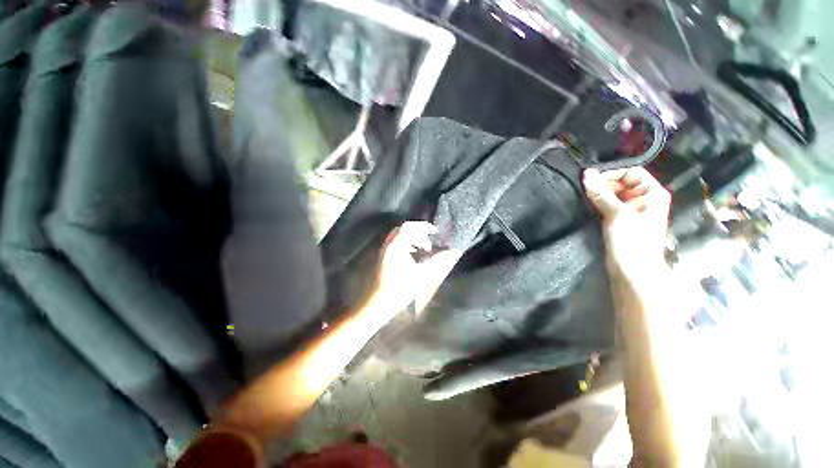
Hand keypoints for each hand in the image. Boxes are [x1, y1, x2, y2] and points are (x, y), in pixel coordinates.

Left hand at [372, 221, 461, 316]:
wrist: (380, 303)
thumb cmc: (401, 288)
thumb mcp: (422, 274)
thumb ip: (438, 261)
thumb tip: (454, 252)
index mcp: (396, 246)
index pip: (409, 227)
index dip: (423, 226)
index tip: (435, 232)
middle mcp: (388, 245)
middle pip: (403, 230)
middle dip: (418, 233)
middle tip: (429, 242)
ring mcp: (384, 251)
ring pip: (399, 237)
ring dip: (412, 239)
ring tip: (423, 250)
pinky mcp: (383, 258)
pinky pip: (395, 244)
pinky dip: (406, 245)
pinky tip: (414, 257)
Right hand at [582, 168, 669, 282]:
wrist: (632, 273)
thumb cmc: (632, 242)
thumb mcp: (617, 214)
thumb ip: (601, 193)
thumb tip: (586, 174)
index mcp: (651, 193)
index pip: (630, 172)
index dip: (611, 174)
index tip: (589, 180)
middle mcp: (642, 199)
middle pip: (620, 182)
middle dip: (602, 185)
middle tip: (582, 191)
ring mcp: (629, 210)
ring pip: (611, 195)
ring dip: (597, 196)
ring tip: (582, 198)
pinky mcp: (617, 221)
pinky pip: (606, 206)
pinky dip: (596, 205)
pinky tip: (585, 206)